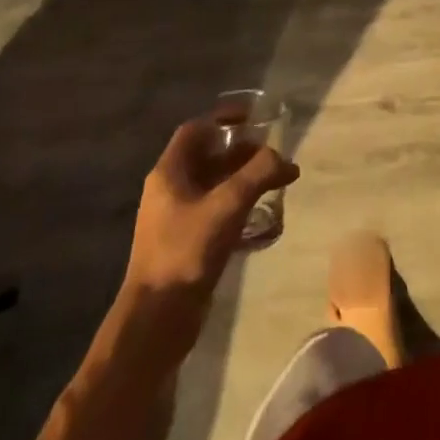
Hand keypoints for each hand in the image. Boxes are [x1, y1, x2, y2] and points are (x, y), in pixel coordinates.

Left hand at [120, 116, 297, 348]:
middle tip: (274, 156)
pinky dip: (238, 205)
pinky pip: (215, 211)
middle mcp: (170, 190)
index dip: (224, 118)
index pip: (196, 130)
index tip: (254, 118)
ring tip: (277, 183)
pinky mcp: (186, 244)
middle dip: (243, 153)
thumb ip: (257, 174)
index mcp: (169, 173)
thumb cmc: (186, 252)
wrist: (156, 321)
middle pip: (209, 158)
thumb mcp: (227, 206)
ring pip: (215, 186)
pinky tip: (262, 216)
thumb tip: (282, 158)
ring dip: (244, 180)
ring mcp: (176, 219)